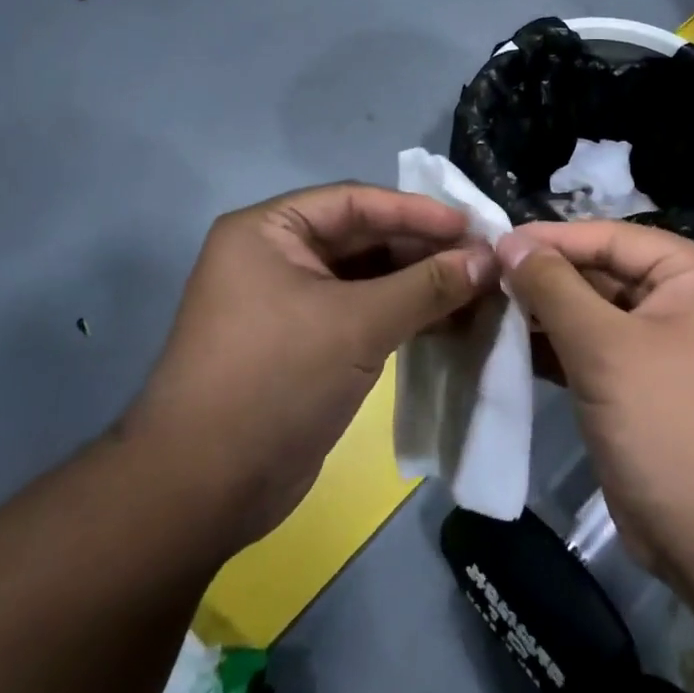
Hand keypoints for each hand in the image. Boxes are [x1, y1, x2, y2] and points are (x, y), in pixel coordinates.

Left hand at [123, 184, 496, 555]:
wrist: (202, 491)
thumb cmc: (275, 380)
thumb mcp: (357, 324)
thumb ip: (428, 286)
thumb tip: (490, 258)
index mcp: (269, 230)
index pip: (356, 202)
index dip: (417, 212)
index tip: (473, 227)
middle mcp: (275, 256)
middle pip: (363, 237)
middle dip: (423, 251)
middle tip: (482, 262)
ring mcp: (288, 302)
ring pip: (367, 278)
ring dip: (419, 285)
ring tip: (477, 292)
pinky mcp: (303, 344)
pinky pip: (361, 313)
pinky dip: (402, 315)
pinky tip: (448, 322)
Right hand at [497, 221, 693, 587]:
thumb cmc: (671, 425)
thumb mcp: (606, 348)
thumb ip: (554, 287)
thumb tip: (510, 241)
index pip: (611, 238)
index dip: (551, 238)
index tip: (493, 240)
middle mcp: (683, 299)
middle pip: (601, 272)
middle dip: (544, 277)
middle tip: (482, 275)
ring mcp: (662, 343)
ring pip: (591, 311)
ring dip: (542, 311)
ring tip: (485, 304)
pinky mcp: (639, 383)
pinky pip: (591, 348)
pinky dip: (554, 345)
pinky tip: (506, 341)